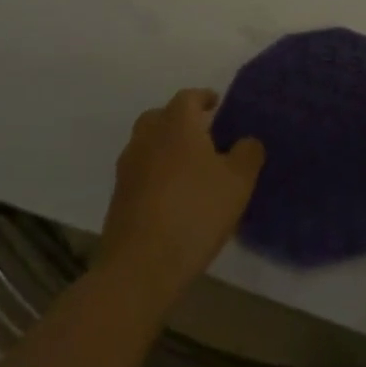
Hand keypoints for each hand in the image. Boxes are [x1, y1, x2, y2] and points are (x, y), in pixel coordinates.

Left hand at [96, 89, 263, 308]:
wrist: (139, 269)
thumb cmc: (195, 213)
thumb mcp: (239, 182)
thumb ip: (248, 153)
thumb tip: (246, 141)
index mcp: (177, 125)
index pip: (188, 97)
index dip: (204, 98)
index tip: (217, 105)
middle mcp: (147, 139)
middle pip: (160, 117)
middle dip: (180, 120)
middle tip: (202, 135)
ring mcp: (127, 170)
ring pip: (147, 145)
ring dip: (165, 148)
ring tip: (189, 167)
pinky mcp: (117, 199)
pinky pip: (140, 172)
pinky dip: (154, 173)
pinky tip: (172, 195)